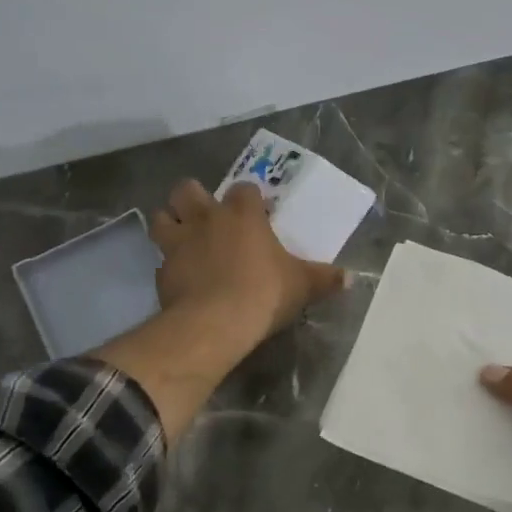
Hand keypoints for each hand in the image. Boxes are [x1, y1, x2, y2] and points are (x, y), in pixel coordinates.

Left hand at [151, 180, 344, 341]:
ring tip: (182, 238)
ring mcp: (179, 243)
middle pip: (187, 189)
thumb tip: (351, 278)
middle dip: (192, 197)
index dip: (249, 198)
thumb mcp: (303, 286)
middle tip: (204, 214)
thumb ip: (324, 278)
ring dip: (169, 223)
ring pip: (161, 217)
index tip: (255, 211)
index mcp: (242, 214)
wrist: (216, 323)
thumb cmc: (264, 293)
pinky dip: (169, 266)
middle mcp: (206, 219)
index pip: (244, 189)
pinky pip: (161, 261)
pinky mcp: (162, 271)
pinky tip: (180, 279)